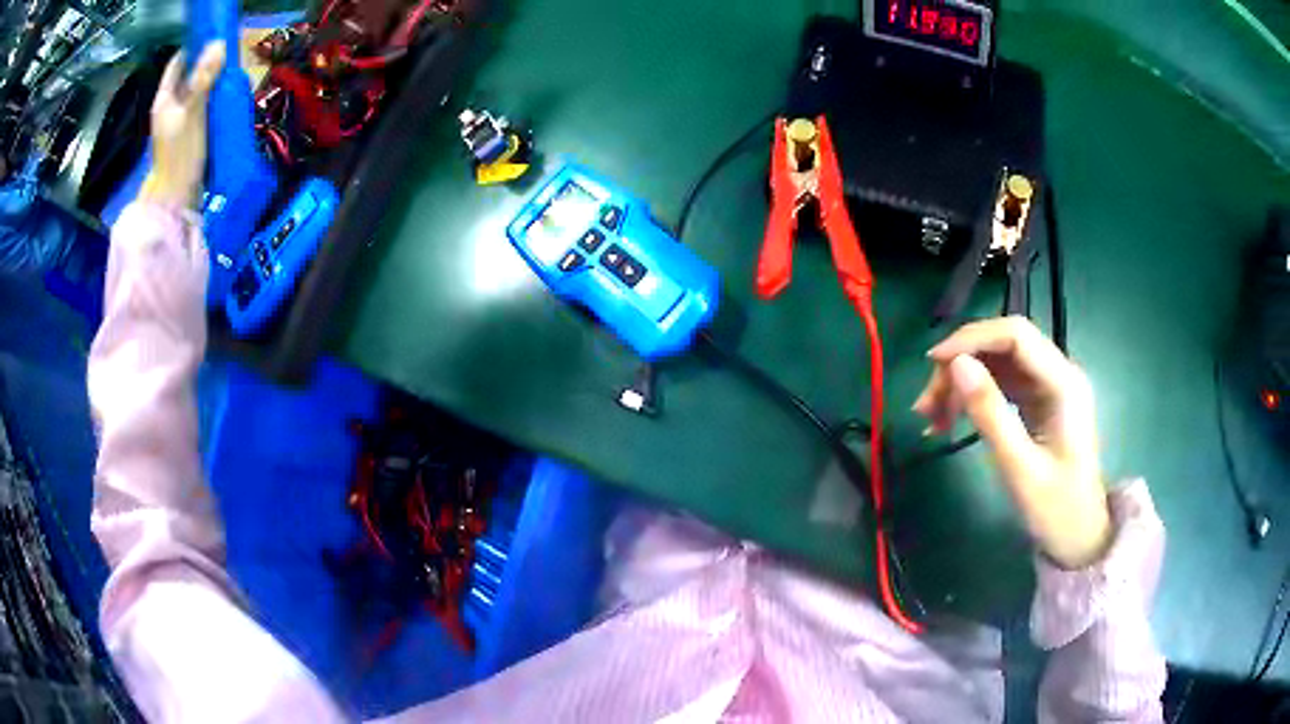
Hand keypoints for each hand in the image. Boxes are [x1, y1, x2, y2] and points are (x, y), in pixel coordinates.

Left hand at [140, 42, 225, 208]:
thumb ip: (203, 79)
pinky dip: (212, 101)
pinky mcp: (187, 136)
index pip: (178, 63)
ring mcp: (177, 123)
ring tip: (232, 76)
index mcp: (164, 100)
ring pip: (196, 92)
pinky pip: (201, 109)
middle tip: (230, 55)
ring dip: (212, 83)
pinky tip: (225, 100)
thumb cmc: (180, 155)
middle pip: (189, 76)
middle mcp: (168, 108)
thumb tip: (218, 44)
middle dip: (208, 64)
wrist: (175, 200)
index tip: (215, 37)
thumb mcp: (192, 113)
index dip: (195, 47)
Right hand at [913, 317, 1111, 568]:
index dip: (972, 339)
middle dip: (961, 365)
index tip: (932, 362)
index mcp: (1064, 384)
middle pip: (1003, 346)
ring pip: (997, 364)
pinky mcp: (1040, 401)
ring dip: (962, 382)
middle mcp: (1059, 374)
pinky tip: (950, 419)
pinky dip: (974, 396)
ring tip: (931, 418)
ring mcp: (1049, 387)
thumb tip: (956, 365)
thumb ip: (990, 413)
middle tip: (926, 405)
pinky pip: (1001, 384)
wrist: (1080, 536)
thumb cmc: (1056, 508)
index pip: (1015, 335)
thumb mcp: (1019, 467)